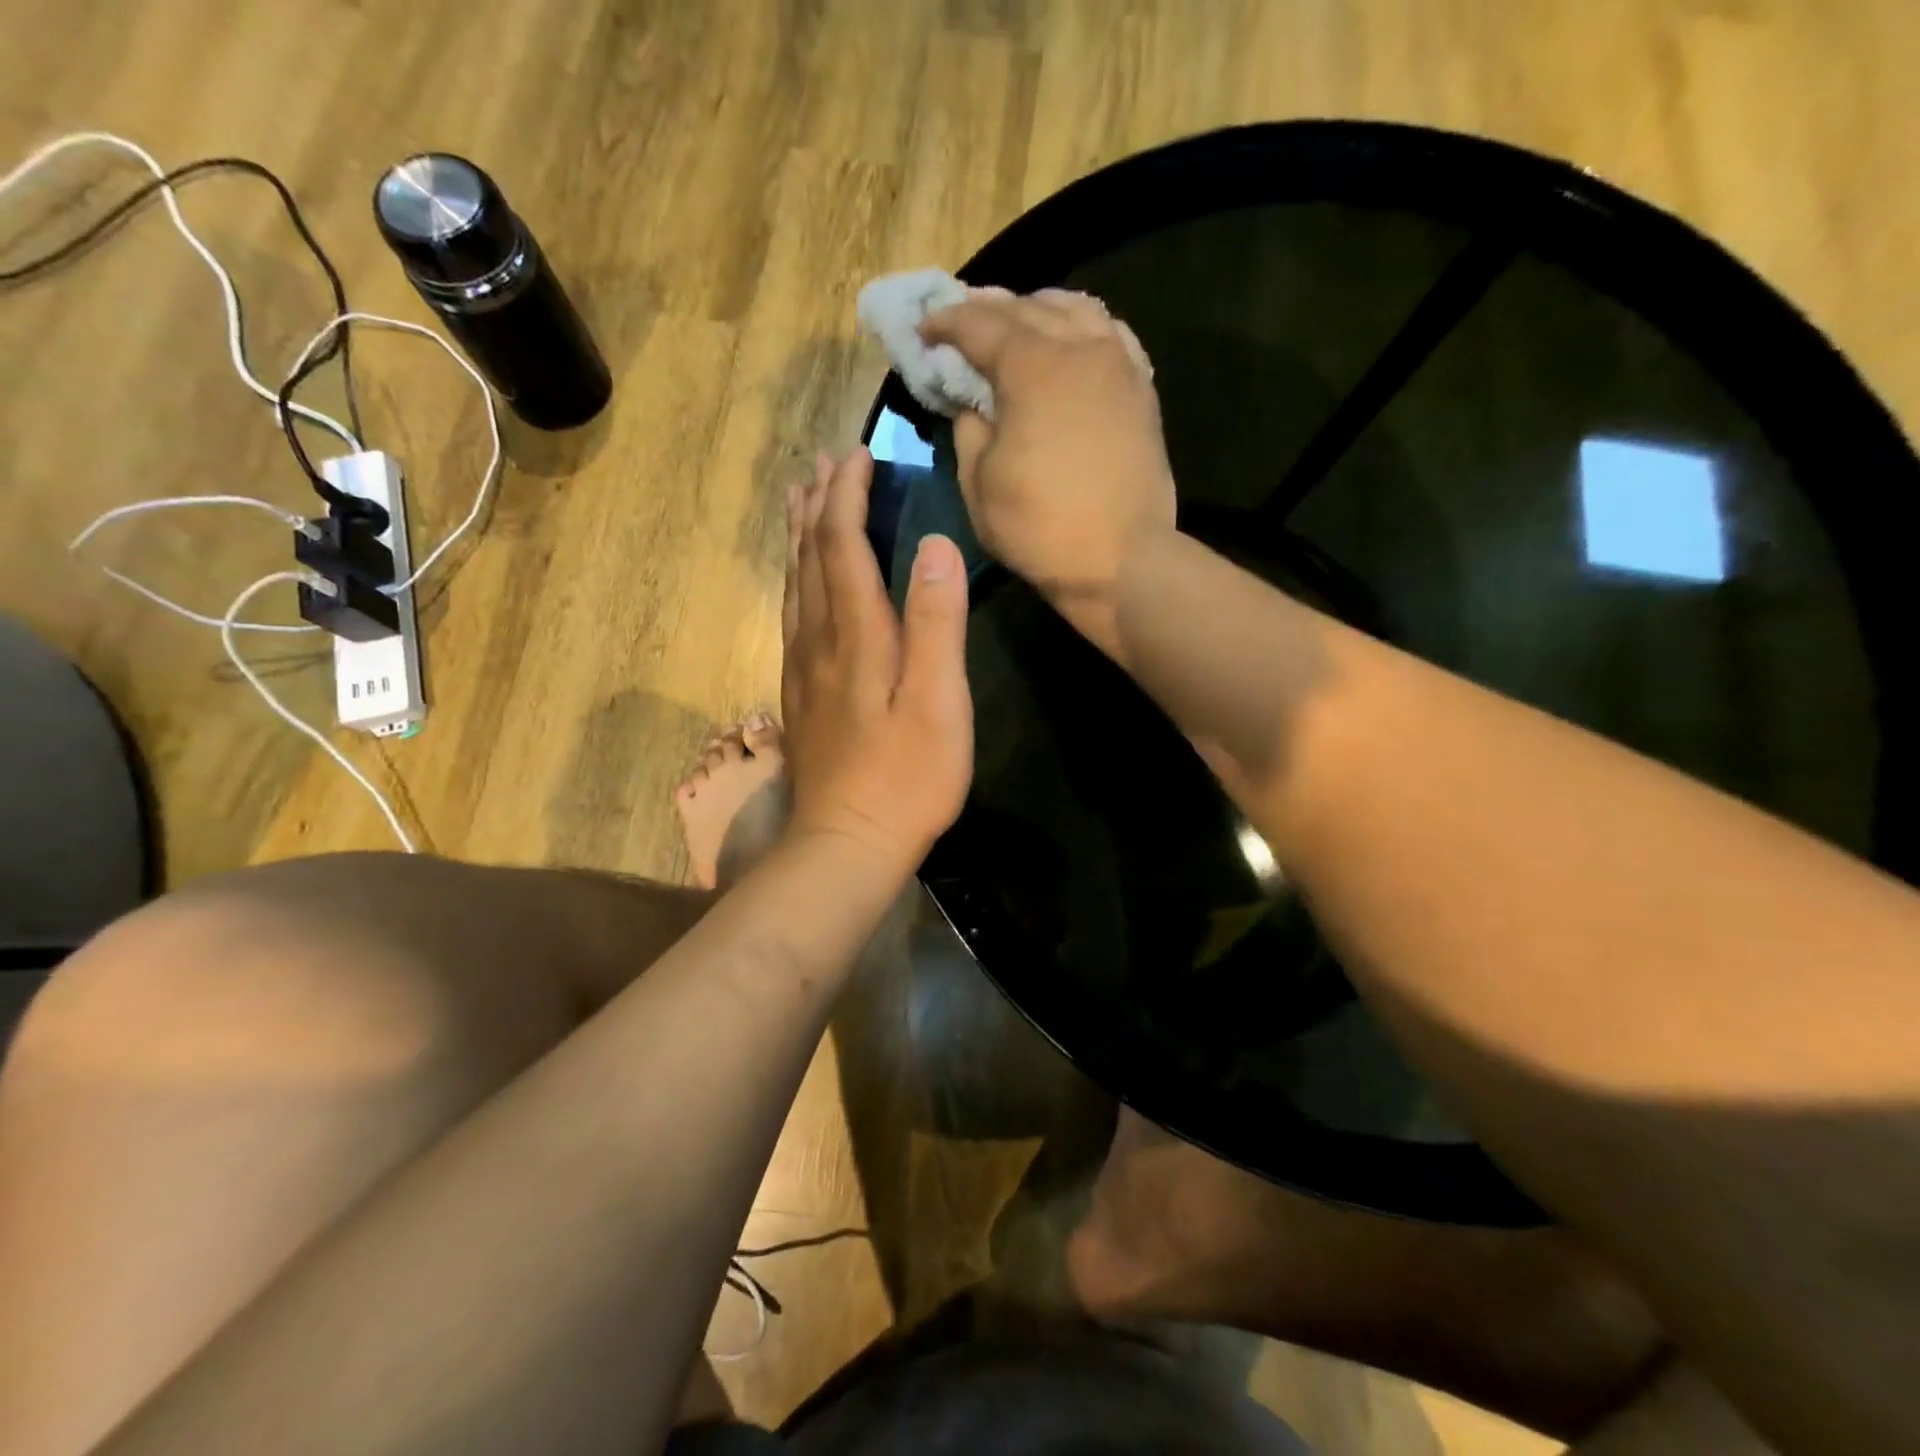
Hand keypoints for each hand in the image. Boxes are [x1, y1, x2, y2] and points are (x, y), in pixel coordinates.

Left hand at [780, 448, 973, 872]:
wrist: (847, 843)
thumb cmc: (906, 777)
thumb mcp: (938, 701)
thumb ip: (936, 622)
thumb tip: (934, 544)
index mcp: (856, 634)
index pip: (843, 545)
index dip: (849, 497)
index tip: (859, 454)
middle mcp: (819, 640)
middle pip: (810, 557)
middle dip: (818, 505)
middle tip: (824, 463)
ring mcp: (803, 669)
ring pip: (795, 585)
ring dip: (800, 537)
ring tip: (802, 502)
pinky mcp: (801, 694)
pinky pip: (793, 616)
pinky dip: (797, 580)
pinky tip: (801, 583)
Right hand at [919, 288, 1175, 653]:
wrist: (1121, 559)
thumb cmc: (1040, 527)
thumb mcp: (979, 485)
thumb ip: (969, 430)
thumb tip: (972, 403)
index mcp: (1032, 368)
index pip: (980, 325)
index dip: (946, 323)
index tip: (924, 330)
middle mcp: (1079, 349)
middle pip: (1027, 309)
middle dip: (988, 309)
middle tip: (962, 321)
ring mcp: (1118, 365)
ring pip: (1075, 310)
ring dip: (1038, 309)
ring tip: (1018, 322)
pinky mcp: (1141, 389)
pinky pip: (1112, 335)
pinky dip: (1083, 328)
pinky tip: (1073, 341)